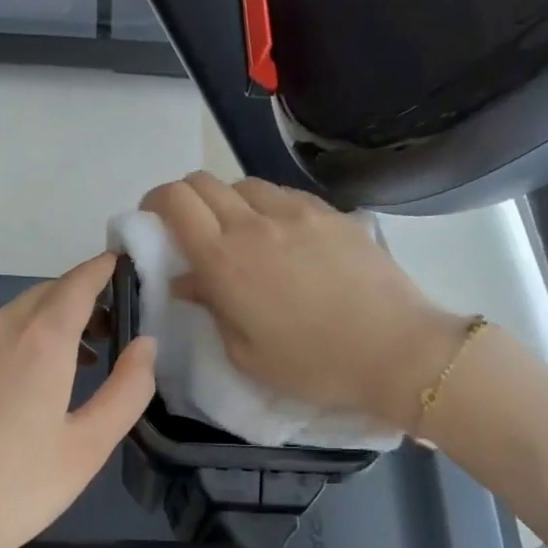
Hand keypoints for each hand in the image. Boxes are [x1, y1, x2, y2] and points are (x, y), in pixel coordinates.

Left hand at [0, 253, 155, 547]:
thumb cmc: (15, 489)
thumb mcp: (88, 447)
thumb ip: (127, 389)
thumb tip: (146, 344)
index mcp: (39, 339)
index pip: (79, 282)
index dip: (105, 269)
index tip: (127, 266)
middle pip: (47, 294)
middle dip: (83, 299)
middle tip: (115, 327)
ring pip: (17, 315)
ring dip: (53, 322)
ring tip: (82, 359)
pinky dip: (22, 341)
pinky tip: (30, 383)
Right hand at [140, 172, 466, 430]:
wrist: (395, 351)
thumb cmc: (312, 365)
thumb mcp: (245, 352)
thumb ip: (210, 306)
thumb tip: (185, 280)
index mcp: (224, 260)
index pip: (174, 201)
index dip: (154, 203)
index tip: (152, 221)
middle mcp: (254, 223)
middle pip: (202, 182)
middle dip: (184, 198)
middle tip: (188, 228)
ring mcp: (296, 212)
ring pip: (243, 183)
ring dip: (227, 201)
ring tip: (238, 233)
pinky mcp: (330, 212)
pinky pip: (282, 194)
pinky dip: (265, 205)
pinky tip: (280, 235)